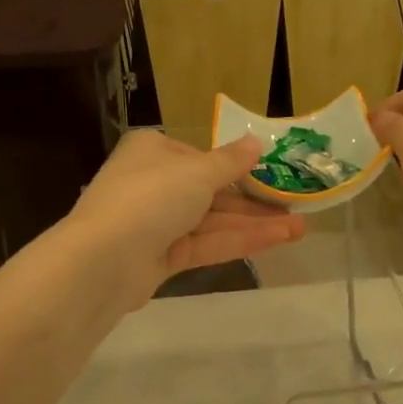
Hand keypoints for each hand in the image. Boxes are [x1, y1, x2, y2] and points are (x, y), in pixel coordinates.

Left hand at [67, 130, 305, 296]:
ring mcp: (156, 223)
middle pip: (211, 191)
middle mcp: (153, 183)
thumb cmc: (151, 197)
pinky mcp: (161, 258)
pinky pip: (206, 244)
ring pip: (213, 220)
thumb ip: (232, 162)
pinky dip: (239, 241)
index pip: (201, 157)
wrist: (103, 261)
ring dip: (255, 223)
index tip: (273, 176)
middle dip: (254, 201)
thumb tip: (257, 142)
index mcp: (154, 151)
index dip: (238, 168)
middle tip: (296, 207)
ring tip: (300, 228)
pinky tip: (276, 239)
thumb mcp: (198, 172)